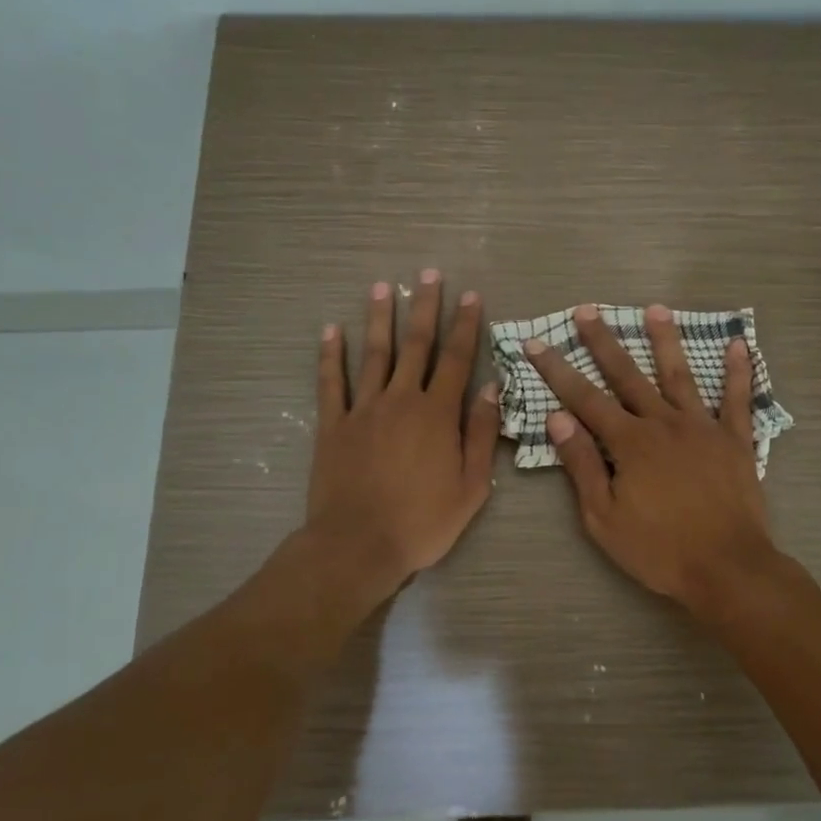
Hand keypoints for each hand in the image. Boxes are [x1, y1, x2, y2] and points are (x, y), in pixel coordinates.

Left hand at [307, 273, 498, 591]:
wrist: (358, 545)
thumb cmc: (422, 522)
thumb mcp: (471, 487)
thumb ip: (480, 434)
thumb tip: (490, 389)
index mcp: (437, 415)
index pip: (456, 360)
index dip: (466, 326)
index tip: (471, 296)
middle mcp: (401, 401)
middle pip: (416, 346)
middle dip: (425, 308)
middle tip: (428, 275)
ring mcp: (363, 410)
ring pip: (373, 355)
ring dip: (380, 319)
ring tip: (383, 287)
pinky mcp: (333, 426)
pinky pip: (331, 383)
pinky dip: (330, 356)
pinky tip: (330, 330)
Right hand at [524, 303, 779, 613]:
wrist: (727, 568)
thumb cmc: (659, 549)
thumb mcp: (604, 517)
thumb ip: (582, 465)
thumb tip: (557, 418)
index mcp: (629, 442)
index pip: (584, 398)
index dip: (557, 369)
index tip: (536, 342)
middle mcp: (664, 423)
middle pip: (628, 375)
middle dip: (603, 342)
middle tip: (587, 310)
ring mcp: (703, 428)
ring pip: (680, 375)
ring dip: (666, 340)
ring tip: (655, 308)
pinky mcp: (735, 441)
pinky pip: (738, 400)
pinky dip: (739, 372)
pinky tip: (739, 344)